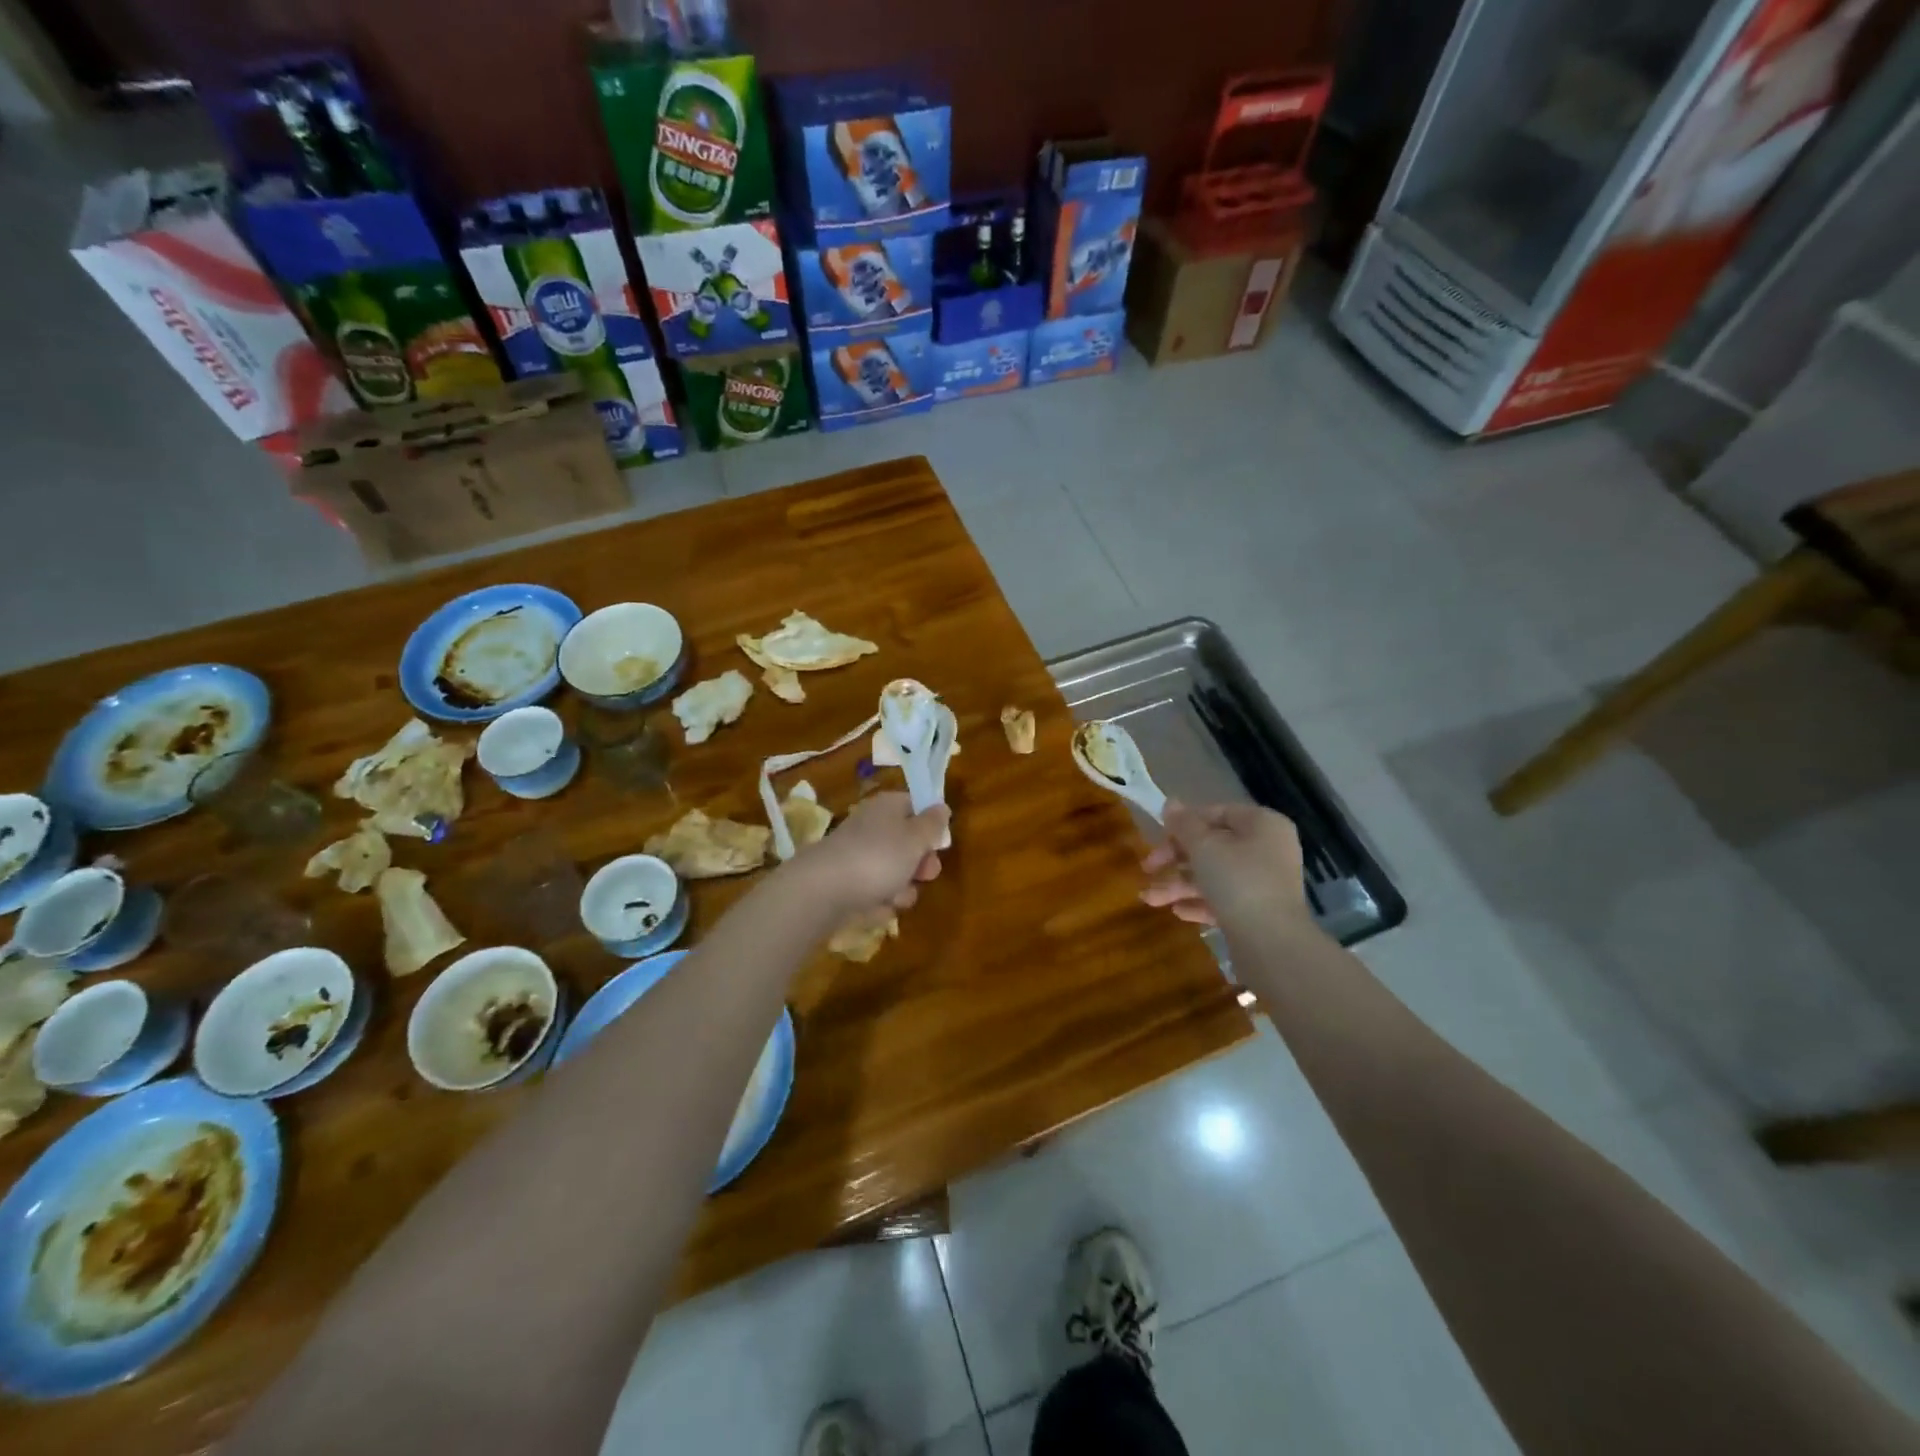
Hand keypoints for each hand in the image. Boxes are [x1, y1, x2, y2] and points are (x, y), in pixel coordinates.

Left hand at [794, 792, 947, 916]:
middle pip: (907, 844)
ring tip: (895, 896)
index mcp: (887, 807)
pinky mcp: (847, 884)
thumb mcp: (916, 838)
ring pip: (894, 872)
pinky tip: (875, 908)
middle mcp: (871, 827)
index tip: (940, 843)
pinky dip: (880, 902)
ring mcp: (857, 856)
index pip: (915, 806)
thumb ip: (933, 824)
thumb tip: (941, 807)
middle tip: (925, 874)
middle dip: (920, 864)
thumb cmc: (878, 857)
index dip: (931, 825)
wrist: (823, 891)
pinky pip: (875, 892)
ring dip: (902, 888)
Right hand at [1140, 801, 1310, 930]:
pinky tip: (1176, 911)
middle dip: (1175, 859)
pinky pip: (1223, 900)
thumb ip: (1184, 824)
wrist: (1271, 943)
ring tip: (1149, 898)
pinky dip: (1199, 902)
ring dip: (1179, 885)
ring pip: (1214, 876)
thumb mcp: (1203, 846)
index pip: (1218, 813)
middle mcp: (1267, 850)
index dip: (1185, 822)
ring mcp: (1264, 883)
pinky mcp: (1257, 912)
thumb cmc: (1237, 881)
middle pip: (1212, 846)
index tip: (1159, 835)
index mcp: (1262, 825)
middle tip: (1147, 868)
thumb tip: (1170, 802)